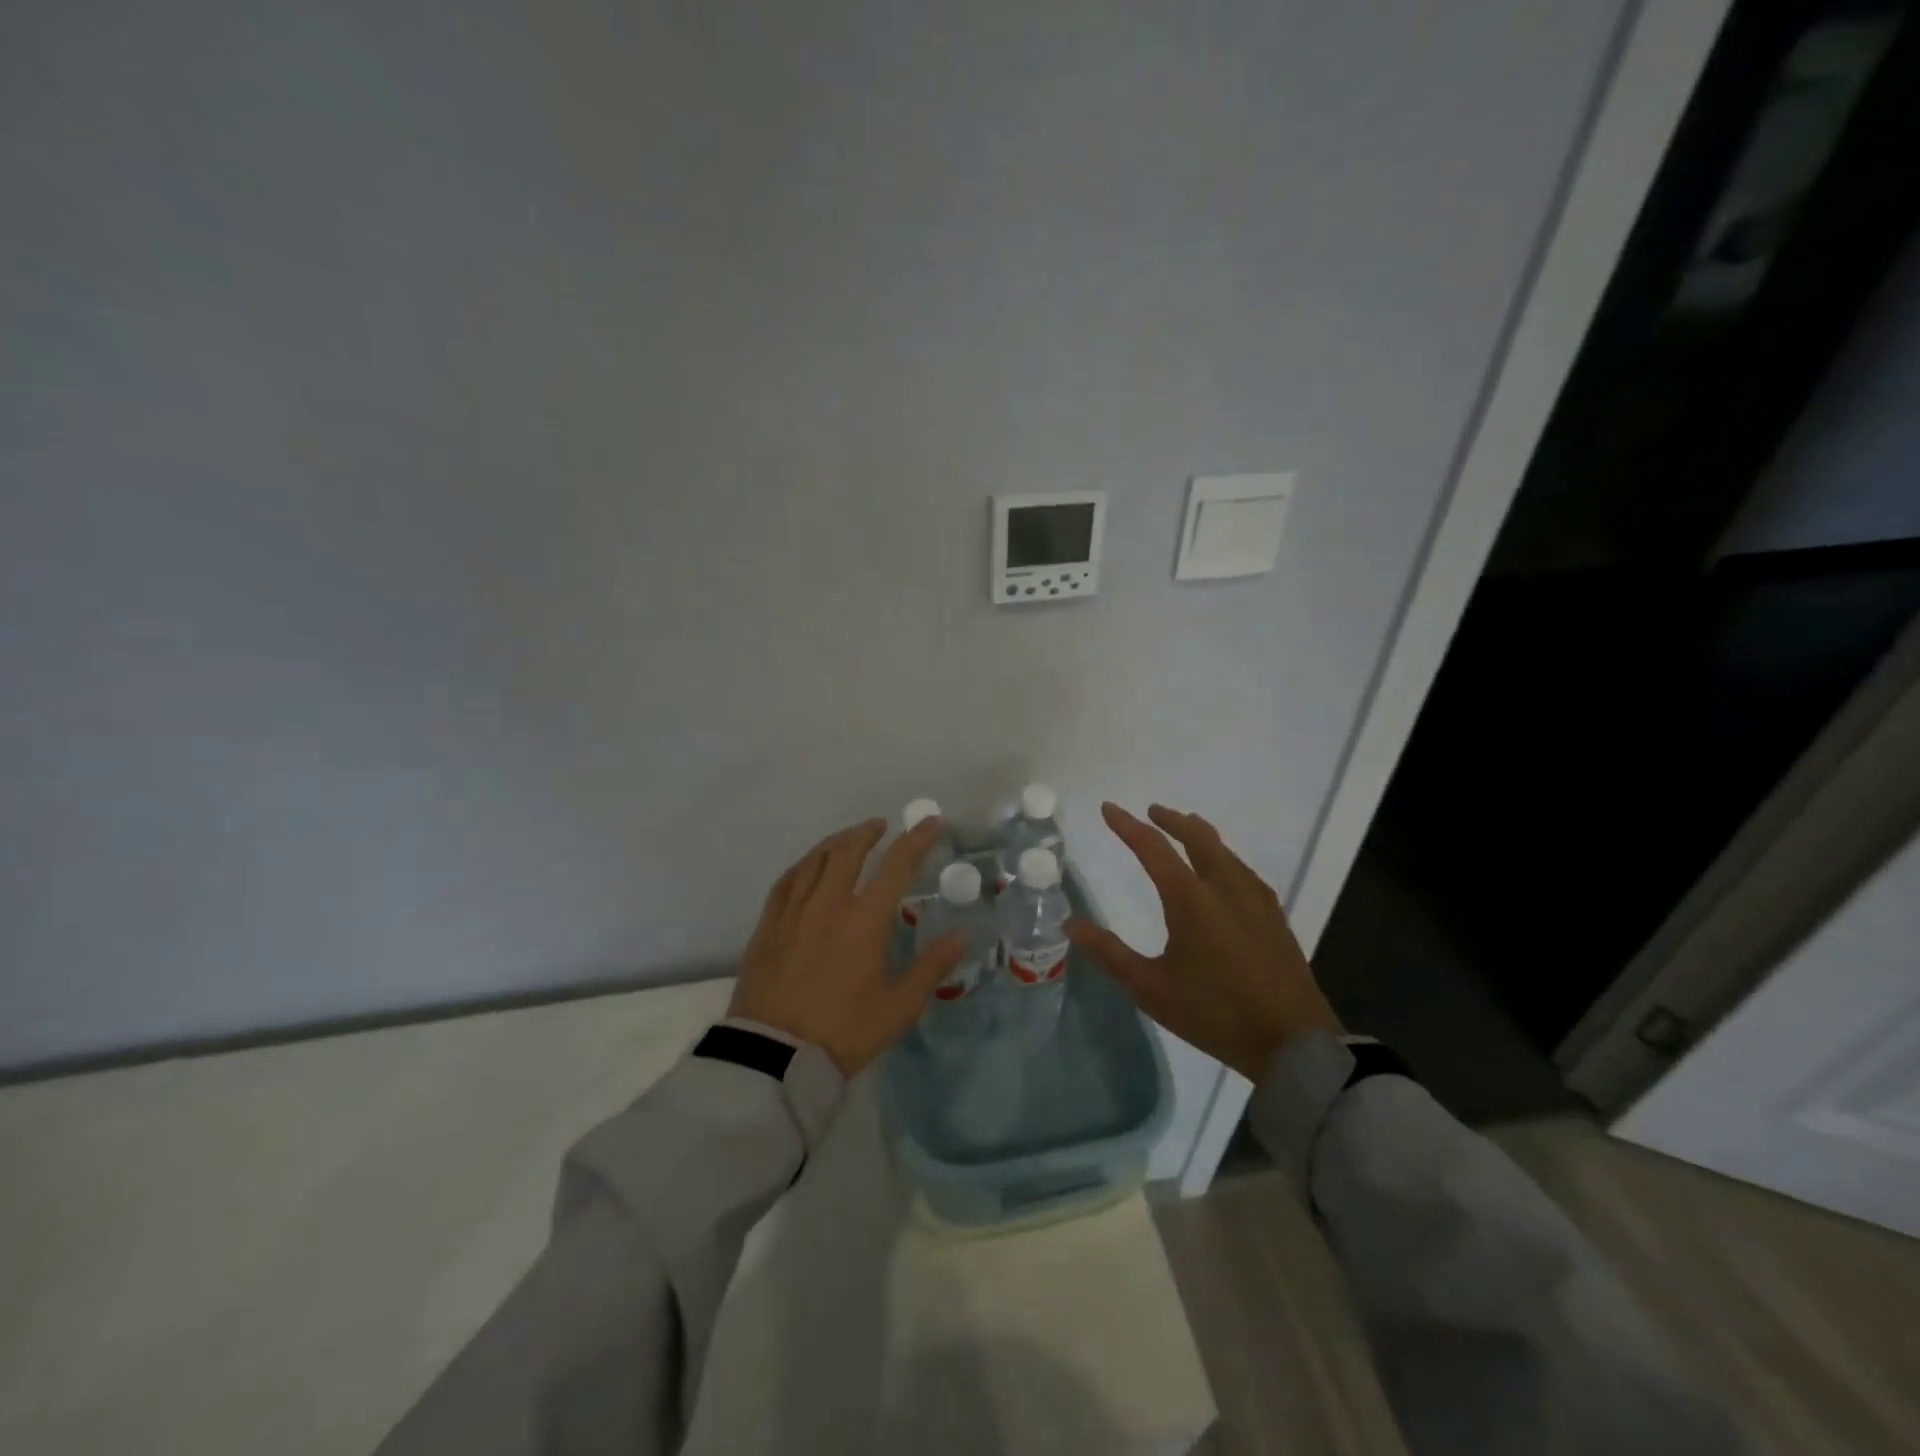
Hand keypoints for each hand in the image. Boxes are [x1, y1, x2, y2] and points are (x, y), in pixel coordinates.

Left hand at [730, 816, 964, 1075]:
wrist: (774, 1057)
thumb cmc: (844, 1032)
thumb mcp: (899, 1007)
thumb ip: (932, 966)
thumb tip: (962, 934)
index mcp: (864, 920)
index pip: (896, 866)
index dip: (916, 840)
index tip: (930, 822)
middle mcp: (828, 904)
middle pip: (848, 851)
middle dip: (867, 832)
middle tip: (880, 826)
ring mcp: (793, 913)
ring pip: (814, 860)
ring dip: (835, 843)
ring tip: (847, 840)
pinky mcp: (767, 927)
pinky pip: (785, 882)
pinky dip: (803, 865)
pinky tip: (807, 867)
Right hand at [1066, 802, 1341, 1079]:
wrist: (1292, 1042)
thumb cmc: (1214, 1013)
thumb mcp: (1151, 988)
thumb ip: (1109, 953)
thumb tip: (1070, 925)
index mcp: (1191, 898)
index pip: (1153, 848)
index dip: (1127, 826)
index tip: (1108, 808)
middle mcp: (1225, 887)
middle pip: (1197, 837)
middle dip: (1171, 820)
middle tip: (1152, 811)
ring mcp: (1255, 899)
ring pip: (1224, 850)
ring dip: (1199, 834)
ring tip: (1187, 828)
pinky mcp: (1274, 915)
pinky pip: (1242, 869)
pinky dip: (1222, 855)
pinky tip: (1224, 870)